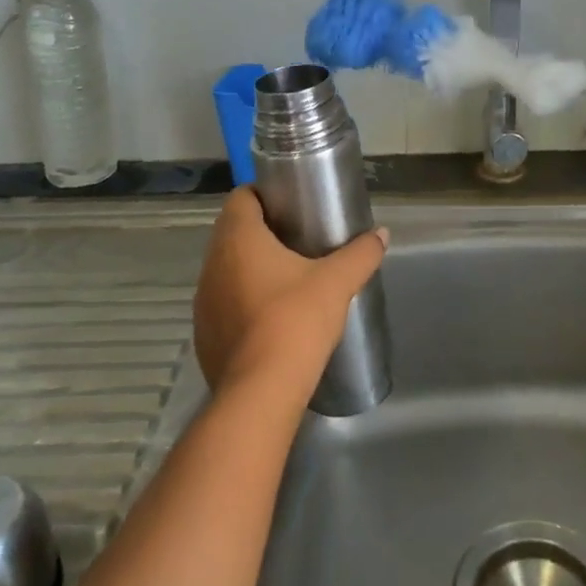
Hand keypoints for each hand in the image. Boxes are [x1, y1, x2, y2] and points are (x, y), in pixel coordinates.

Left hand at [192, 188, 388, 403]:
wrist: (261, 391)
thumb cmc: (295, 321)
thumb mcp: (337, 282)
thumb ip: (360, 253)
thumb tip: (382, 234)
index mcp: (238, 239)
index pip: (241, 197)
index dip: (264, 194)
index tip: (291, 203)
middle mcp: (213, 264)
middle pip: (232, 232)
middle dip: (261, 230)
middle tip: (298, 238)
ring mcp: (203, 301)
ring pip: (226, 269)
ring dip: (249, 267)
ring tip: (286, 277)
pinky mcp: (205, 334)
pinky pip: (223, 303)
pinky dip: (242, 301)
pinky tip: (270, 317)